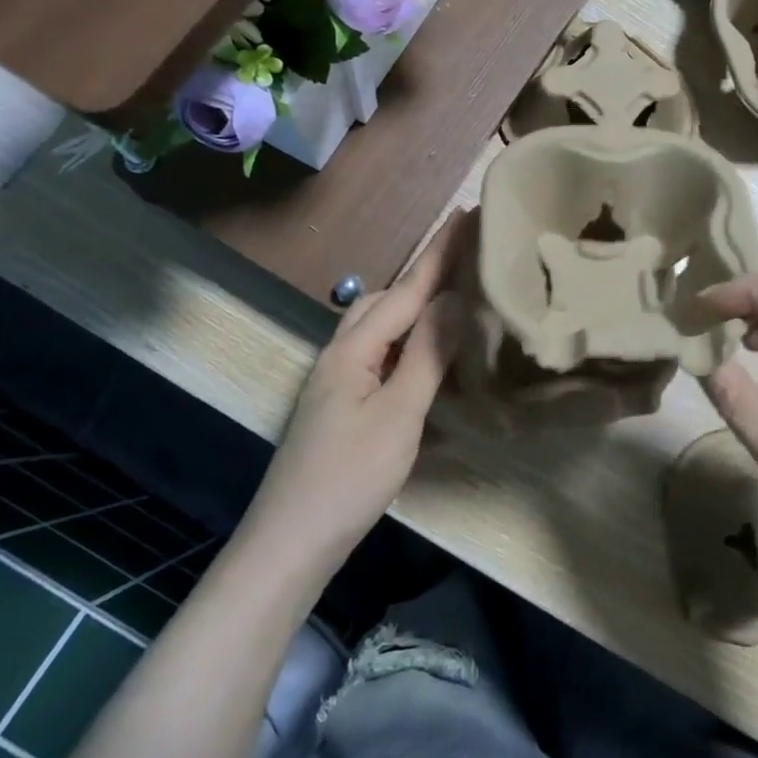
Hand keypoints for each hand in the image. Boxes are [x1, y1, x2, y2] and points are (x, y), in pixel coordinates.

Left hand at [246, 211, 470, 565]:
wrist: (289, 543)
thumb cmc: (349, 477)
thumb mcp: (399, 414)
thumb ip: (427, 354)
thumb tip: (454, 299)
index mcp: (354, 349)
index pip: (408, 289)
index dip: (440, 253)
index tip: (467, 213)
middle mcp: (340, 354)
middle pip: (383, 299)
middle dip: (423, 275)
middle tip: (465, 264)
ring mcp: (334, 381)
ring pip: (375, 327)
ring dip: (411, 308)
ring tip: (449, 304)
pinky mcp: (337, 405)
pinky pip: (374, 354)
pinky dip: (402, 341)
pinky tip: (420, 359)